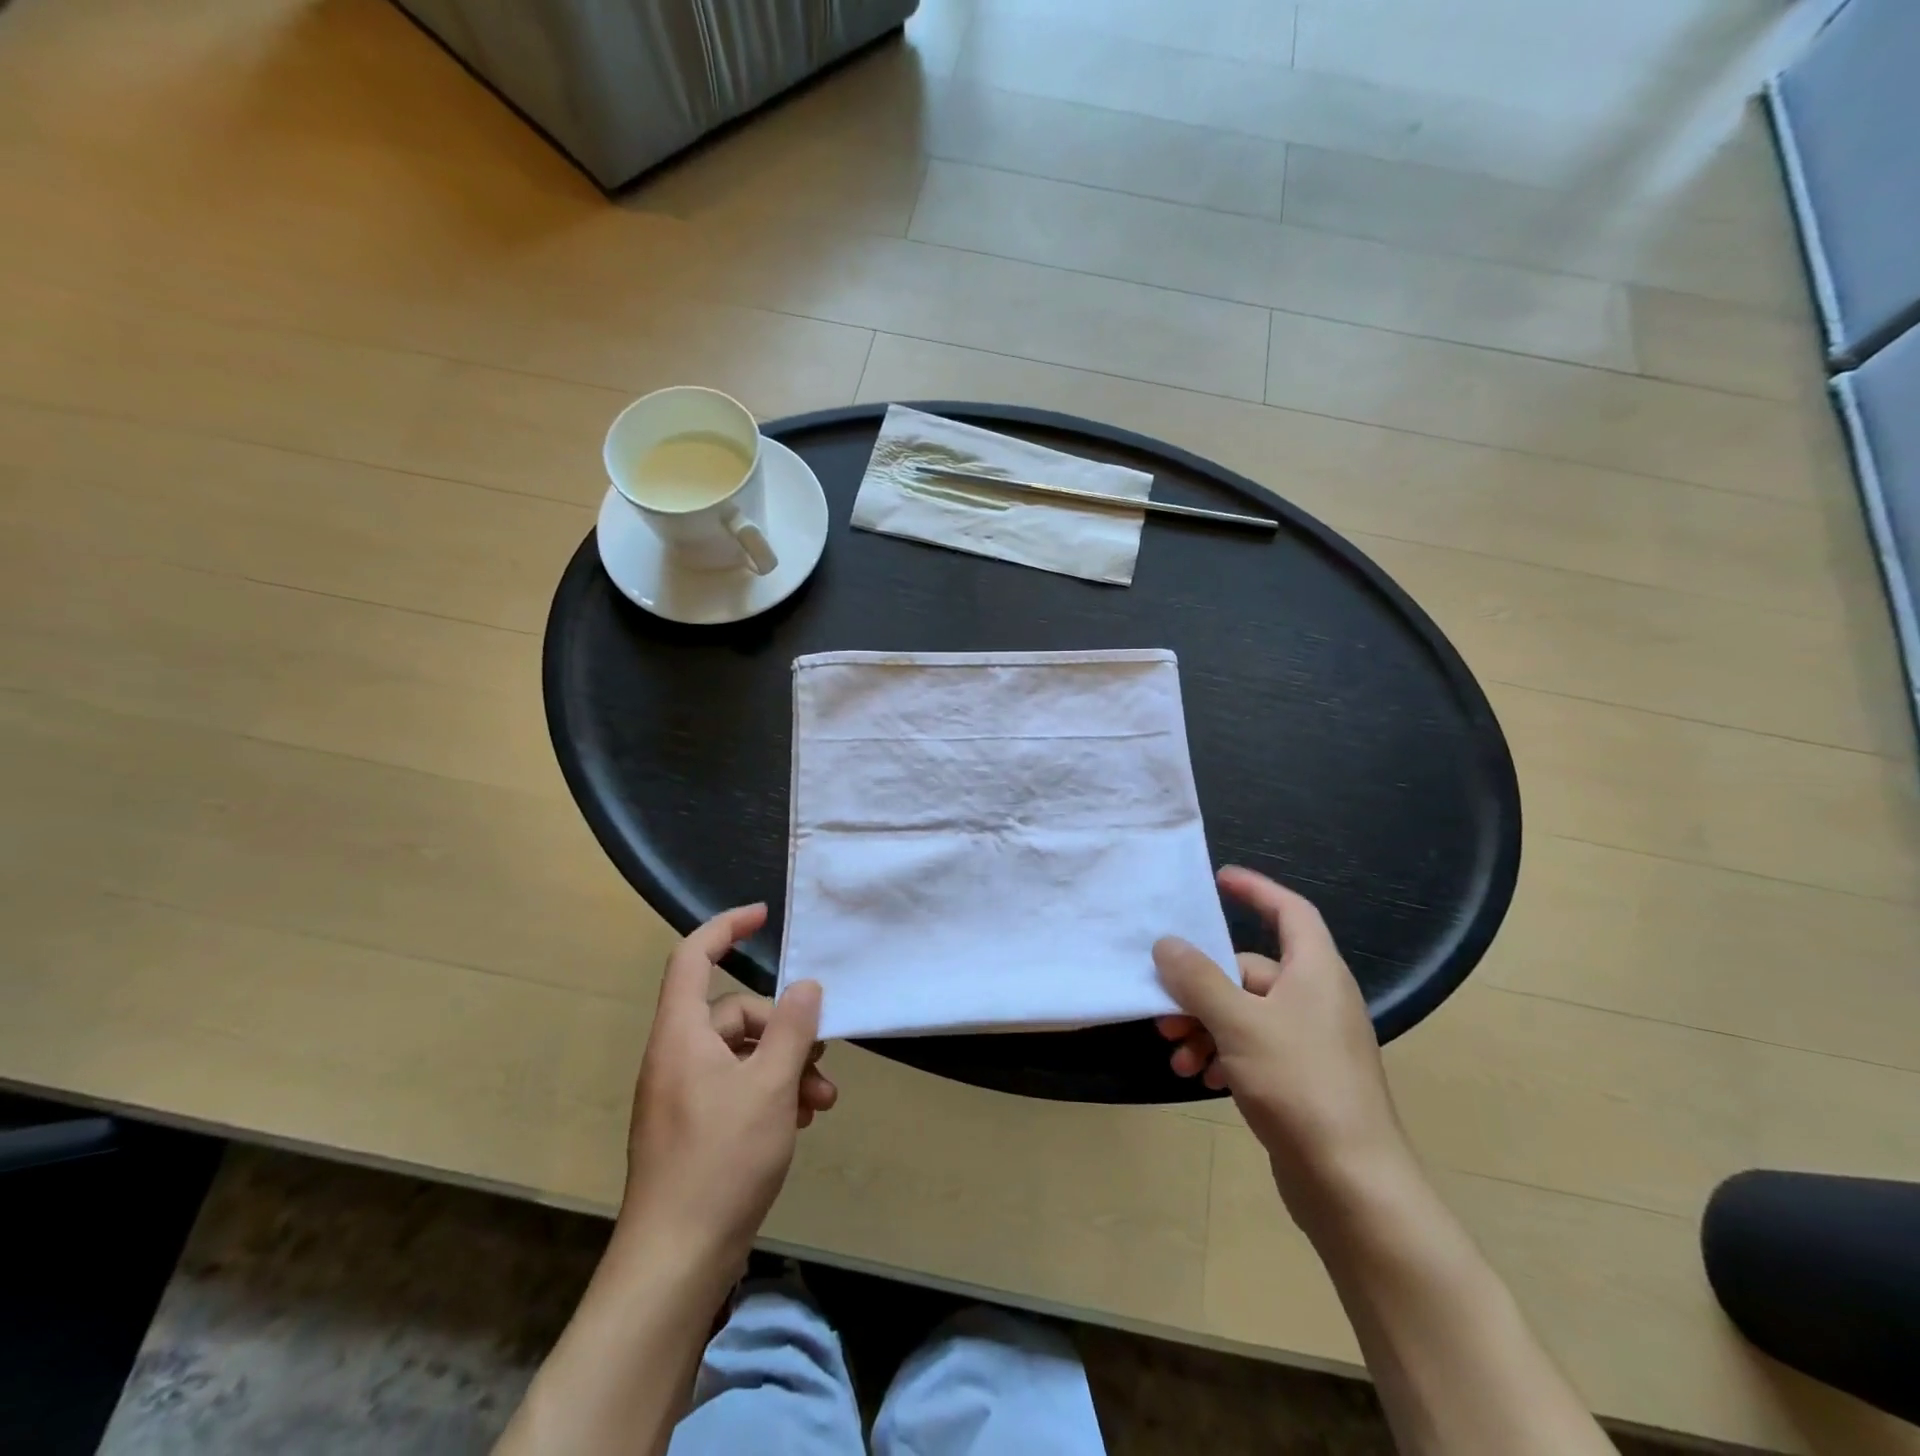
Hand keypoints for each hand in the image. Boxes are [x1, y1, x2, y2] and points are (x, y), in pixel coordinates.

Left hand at [621, 904, 835, 1273]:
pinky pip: (736, 1088)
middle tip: (822, 1059)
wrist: (674, 1265)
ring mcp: (682, 1096)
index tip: (763, 916)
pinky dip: (770, 1094)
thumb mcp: (771, 1087)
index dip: (725, 927)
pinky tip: (800, 1120)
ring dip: (786, 1067)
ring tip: (822, 1100)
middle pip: (734, 1013)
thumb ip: (792, 1029)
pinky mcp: (693, 1129)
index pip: (694, 957)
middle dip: (785, 1029)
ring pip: (742, 1055)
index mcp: (681, 1035)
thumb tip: (806, 986)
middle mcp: (676, 1057)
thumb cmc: (720, 1162)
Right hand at [1153, 867, 1411, 1207]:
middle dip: (1202, 988)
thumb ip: (1198, 979)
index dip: (1256, 890)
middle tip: (1164, 1009)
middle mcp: (1317, 999)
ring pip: (1246, 1013)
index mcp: (1316, 972)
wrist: (1354, 1186)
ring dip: (1206, 1027)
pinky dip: (1224, 1054)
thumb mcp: (1239, 1024)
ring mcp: (1312, 1042)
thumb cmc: (1300, 1086)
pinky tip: (1202, 1078)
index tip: (1218, 879)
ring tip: (1178, 1055)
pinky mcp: (1304, 1079)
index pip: (1290, 912)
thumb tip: (1166, 944)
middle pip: (1250, 970)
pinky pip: (1255, 1047)